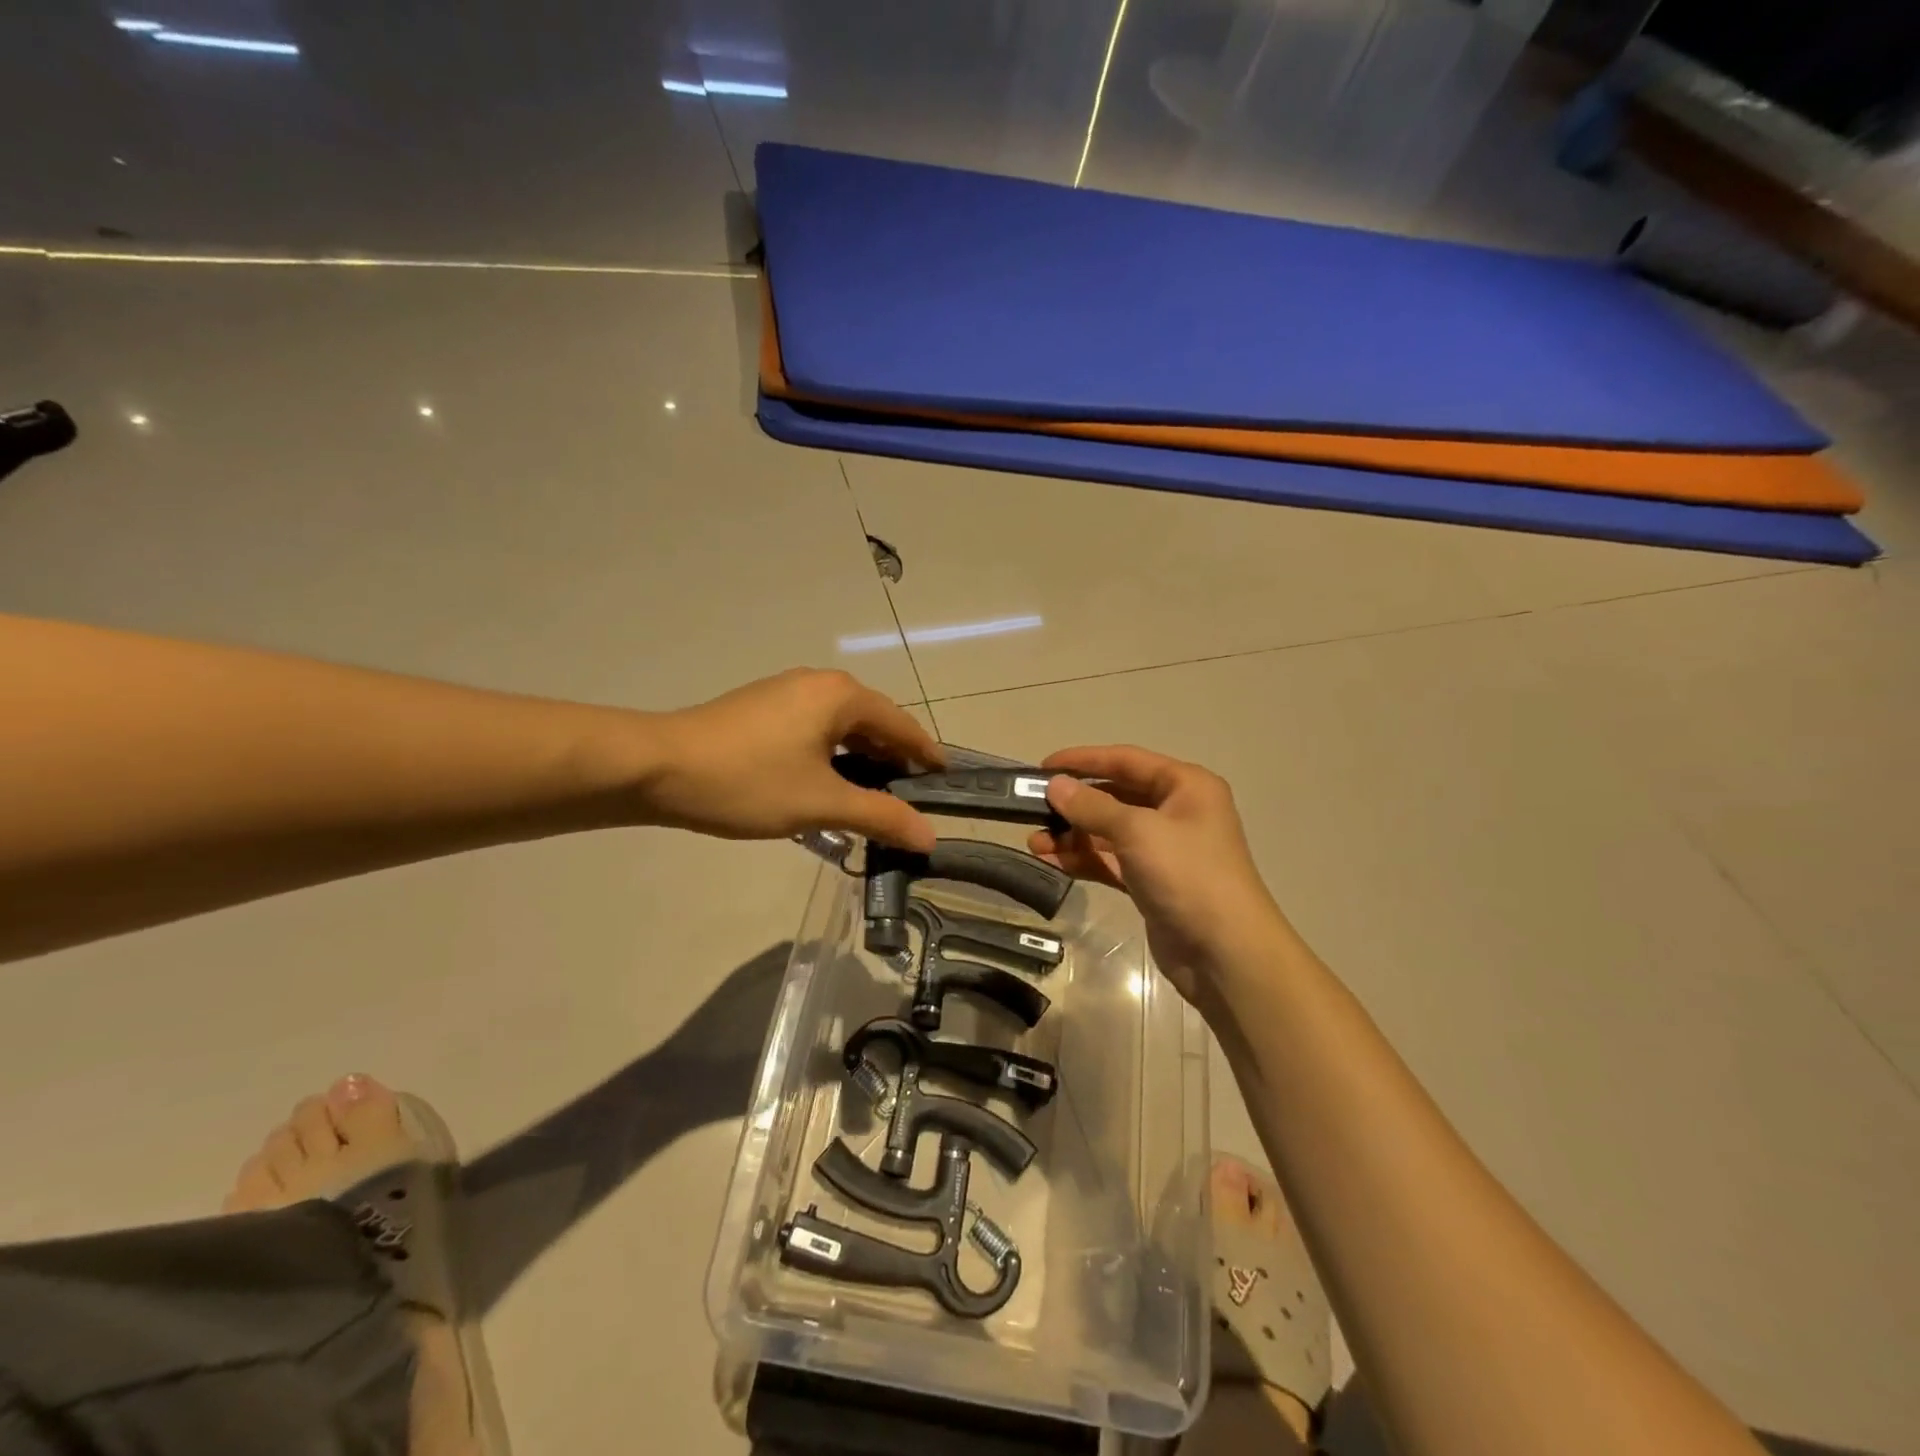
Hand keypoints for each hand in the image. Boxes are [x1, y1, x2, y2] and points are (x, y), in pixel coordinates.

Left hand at [647, 669, 945, 848]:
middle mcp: (818, 684)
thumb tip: (929, 835)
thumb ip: (880, 816)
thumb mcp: (821, 803)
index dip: (926, 755)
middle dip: (894, 762)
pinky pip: (814, 731)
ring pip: (841, 729)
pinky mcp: (762, 710)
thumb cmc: (748, 781)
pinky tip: (828, 788)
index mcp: (841, 696)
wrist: (655, 768)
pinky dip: (832, 758)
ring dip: (861, 762)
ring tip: (874, 801)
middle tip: (911, 801)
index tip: (946, 783)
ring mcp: (786, 694)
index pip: (902, 725)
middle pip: (873, 724)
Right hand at [1028, 746, 1286, 1004]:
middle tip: (1033, 809)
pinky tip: (1052, 861)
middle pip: (1116, 796)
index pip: (1126, 760)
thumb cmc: (1187, 875)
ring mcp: (1165, 849)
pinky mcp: (1153, 882)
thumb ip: (1092, 806)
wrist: (1225, 953)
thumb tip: (1054, 785)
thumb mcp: (1137, 832)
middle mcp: (1177, 811)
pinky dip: (1084, 860)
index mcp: (1186, 786)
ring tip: (1034, 842)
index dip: (1083, 760)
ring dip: (1073, 835)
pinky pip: (1111, 861)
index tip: (1043, 766)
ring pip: (1109, 832)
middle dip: (1075, 804)